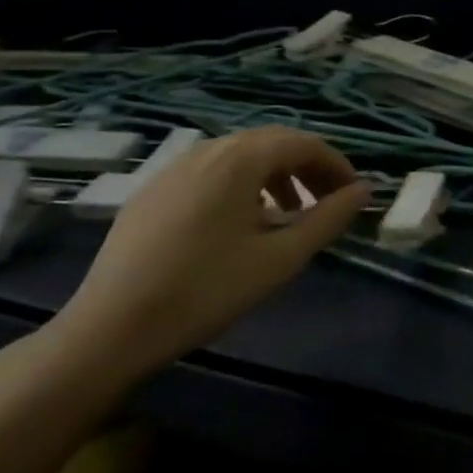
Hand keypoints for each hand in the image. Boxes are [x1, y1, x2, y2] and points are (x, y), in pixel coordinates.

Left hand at [49, 127, 368, 383]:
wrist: (109, 329)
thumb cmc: (205, 291)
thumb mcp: (280, 258)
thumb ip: (328, 219)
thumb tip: (363, 192)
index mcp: (239, 159)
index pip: (304, 144)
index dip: (336, 165)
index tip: (354, 195)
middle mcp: (207, 150)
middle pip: (272, 143)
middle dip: (307, 168)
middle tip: (327, 202)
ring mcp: (174, 168)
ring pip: (240, 156)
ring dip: (274, 175)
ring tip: (288, 213)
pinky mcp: (152, 191)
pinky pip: (210, 172)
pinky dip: (240, 185)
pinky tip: (239, 223)